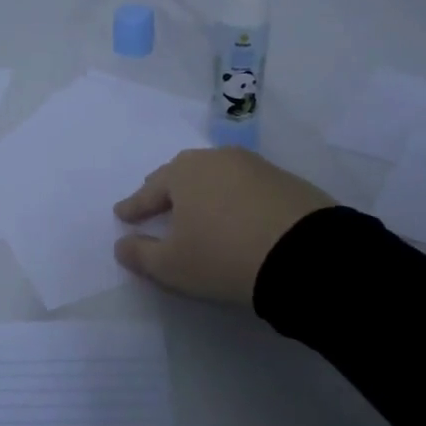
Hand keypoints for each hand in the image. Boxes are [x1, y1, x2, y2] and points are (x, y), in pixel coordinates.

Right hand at [113, 148, 334, 306]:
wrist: (305, 254)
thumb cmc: (222, 256)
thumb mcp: (172, 265)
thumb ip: (141, 254)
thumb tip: (122, 245)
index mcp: (183, 173)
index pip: (149, 191)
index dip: (133, 206)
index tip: (121, 214)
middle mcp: (216, 159)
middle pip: (181, 174)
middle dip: (164, 190)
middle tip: (154, 203)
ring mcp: (253, 166)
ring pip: (215, 175)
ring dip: (201, 191)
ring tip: (196, 208)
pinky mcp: (284, 179)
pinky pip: (244, 185)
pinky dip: (231, 197)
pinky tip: (234, 212)